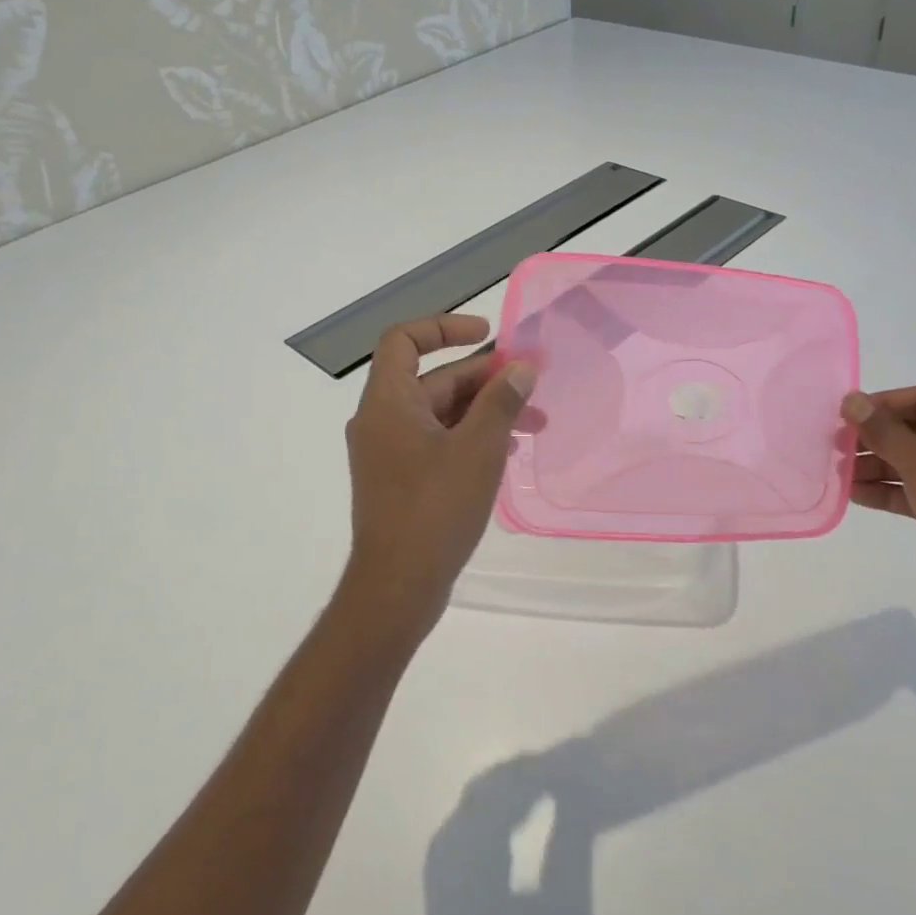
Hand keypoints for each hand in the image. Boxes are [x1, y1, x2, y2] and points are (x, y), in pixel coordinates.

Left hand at [340, 315, 536, 641]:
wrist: (397, 587)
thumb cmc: (435, 510)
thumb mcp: (478, 449)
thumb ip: (501, 402)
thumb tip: (522, 368)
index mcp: (388, 402)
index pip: (405, 340)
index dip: (445, 327)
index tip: (488, 334)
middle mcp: (381, 421)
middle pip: (433, 379)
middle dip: (484, 378)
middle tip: (531, 385)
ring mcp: (389, 453)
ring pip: (440, 414)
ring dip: (484, 411)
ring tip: (534, 424)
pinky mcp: (400, 481)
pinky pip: (437, 443)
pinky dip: (470, 438)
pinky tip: (508, 451)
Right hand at [841, 387, 915, 619]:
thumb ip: (882, 429)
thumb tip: (851, 400)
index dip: (884, 403)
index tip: (846, 416)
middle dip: (875, 438)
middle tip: (837, 446)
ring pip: (915, 464)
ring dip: (876, 466)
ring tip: (840, 474)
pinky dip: (888, 491)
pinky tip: (856, 495)